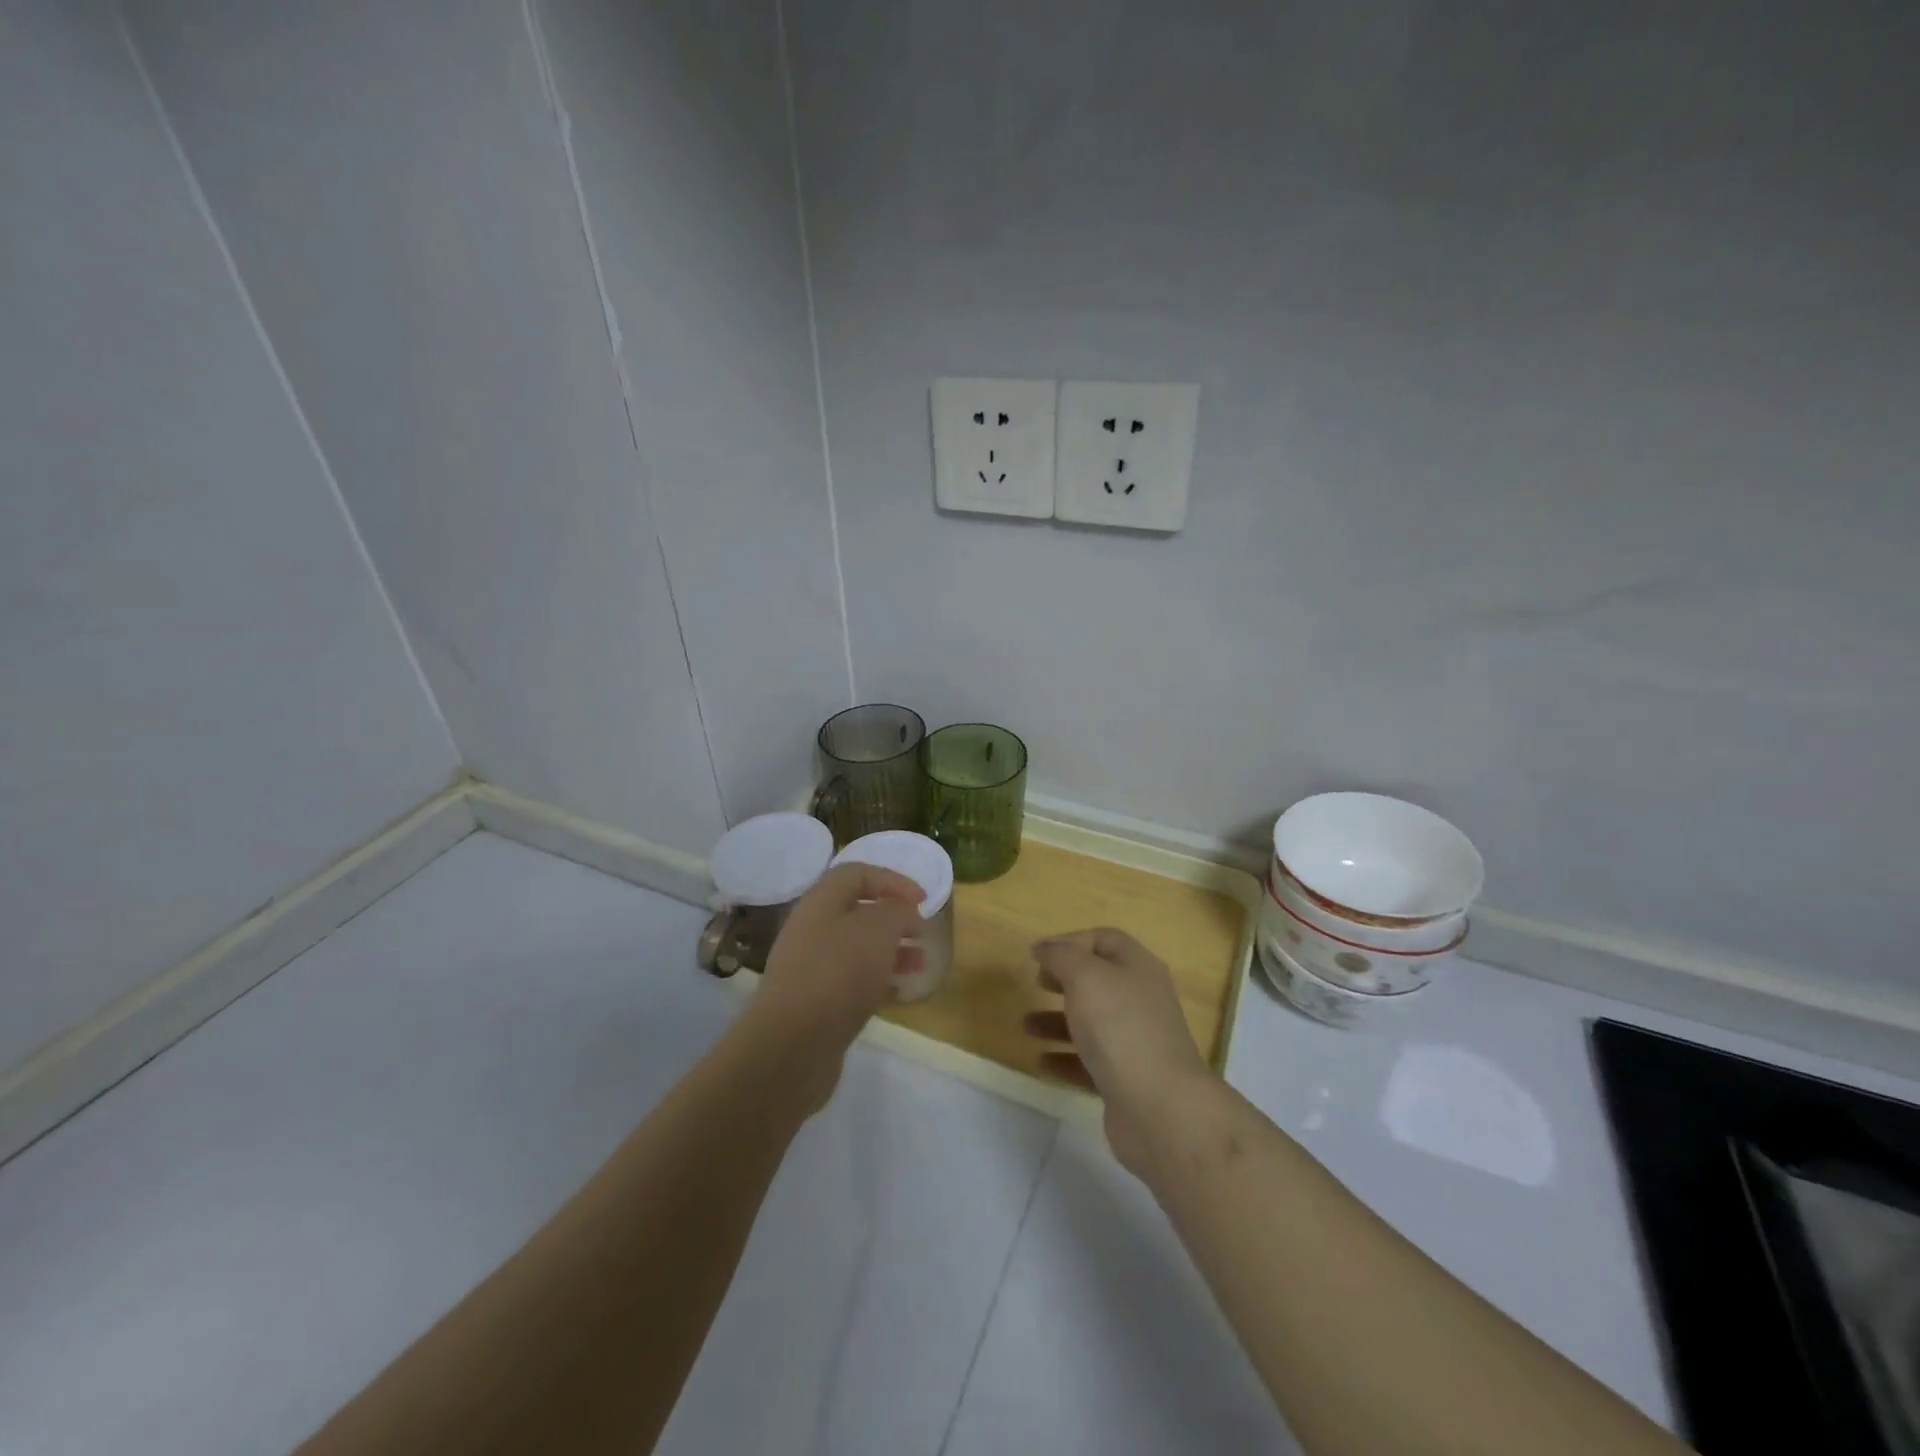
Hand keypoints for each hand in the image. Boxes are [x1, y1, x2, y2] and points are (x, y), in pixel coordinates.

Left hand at [738, 863, 925, 1112]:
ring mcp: (811, 967)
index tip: (923, 899)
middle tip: (923, 932)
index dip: (892, 880)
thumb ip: (896, 911)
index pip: (857, 873)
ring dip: (892, 950)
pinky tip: (900, 992)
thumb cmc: (838, 974)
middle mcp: (812, 929)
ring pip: (858, 948)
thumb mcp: (877, 930)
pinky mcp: (816, 1002)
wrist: (792, 1046)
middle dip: (894, 918)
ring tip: (921, 963)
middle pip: (857, 911)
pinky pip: (853, 980)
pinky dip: (879, 980)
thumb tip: (903, 912)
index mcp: (821, 902)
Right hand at [1025, 928, 1216, 1176]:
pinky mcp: (1127, 1080)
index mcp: (1138, 968)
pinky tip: (1042, 1062)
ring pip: (1092, 1022)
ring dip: (1057, 1021)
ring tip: (1026, 1026)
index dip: (1071, 941)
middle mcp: (1141, 1000)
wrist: (1160, 1108)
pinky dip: (1064, 1058)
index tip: (1039, 955)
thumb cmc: (1120, 1028)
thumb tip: (1044, 947)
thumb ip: (1061, 956)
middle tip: (1036, 984)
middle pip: (1098, 980)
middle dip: (1064, 980)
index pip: (1105, 940)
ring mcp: (1136, 1042)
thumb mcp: (1086, 978)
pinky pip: (1090, 1062)